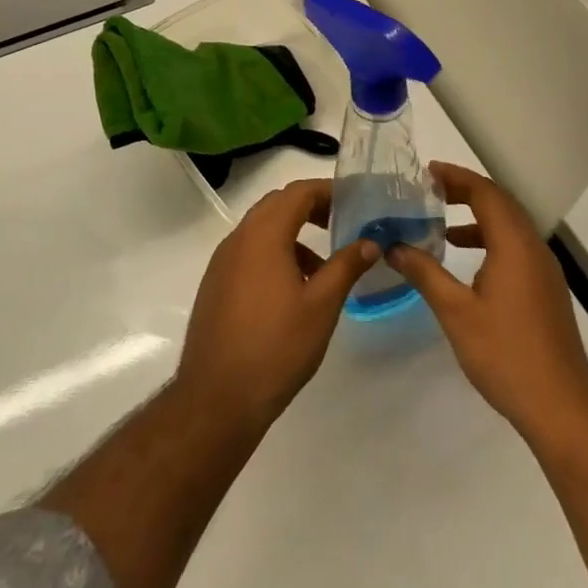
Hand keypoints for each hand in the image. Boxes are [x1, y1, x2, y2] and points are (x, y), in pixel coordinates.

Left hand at [175, 179, 380, 431]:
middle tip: (343, 225)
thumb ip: (346, 266)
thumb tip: (370, 241)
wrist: (218, 396)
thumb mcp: (321, 305)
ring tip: (325, 267)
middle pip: (277, 205)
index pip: (298, 192)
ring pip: (262, 230)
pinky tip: (295, 290)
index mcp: (263, 234)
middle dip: (312, 208)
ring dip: (294, 234)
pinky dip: (275, 254)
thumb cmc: (276, 346)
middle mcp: (238, 238)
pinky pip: (249, 253)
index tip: (355, 202)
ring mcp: (223, 261)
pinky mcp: (216, 284)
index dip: (328, 191)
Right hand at [385, 162, 587, 446]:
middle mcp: (533, 249)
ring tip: (440, 221)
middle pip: (500, 204)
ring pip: (509, 227)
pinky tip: (465, 260)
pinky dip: (488, 240)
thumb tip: (394, 246)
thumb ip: (424, 273)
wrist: (561, 407)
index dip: (456, 177)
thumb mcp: (455, 312)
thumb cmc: (505, 354)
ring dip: (477, 216)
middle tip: (428, 190)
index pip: (486, 193)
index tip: (425, 172)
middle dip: (464, 191)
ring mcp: (544, 270)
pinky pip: (515, 248)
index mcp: (514, 245)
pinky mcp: (545, 290)